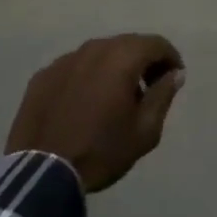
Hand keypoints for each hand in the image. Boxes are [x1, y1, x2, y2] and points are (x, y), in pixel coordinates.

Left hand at [6, 34, 185, 192]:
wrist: (42, 172)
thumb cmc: (102, 150)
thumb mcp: (145, 130)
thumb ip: (163, 95)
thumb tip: (174, 74)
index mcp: (121, 58)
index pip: (156, 44)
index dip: (170, 58)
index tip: (174, 79)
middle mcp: (93, 49)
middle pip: (127, 44)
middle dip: (143, 61)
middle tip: (149, 87)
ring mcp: (64, 60)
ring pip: (99, 54)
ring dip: (114, 67)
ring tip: (116, 97)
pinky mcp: (43, 75)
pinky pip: (75, 67)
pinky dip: (88, 77)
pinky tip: (85, 103)